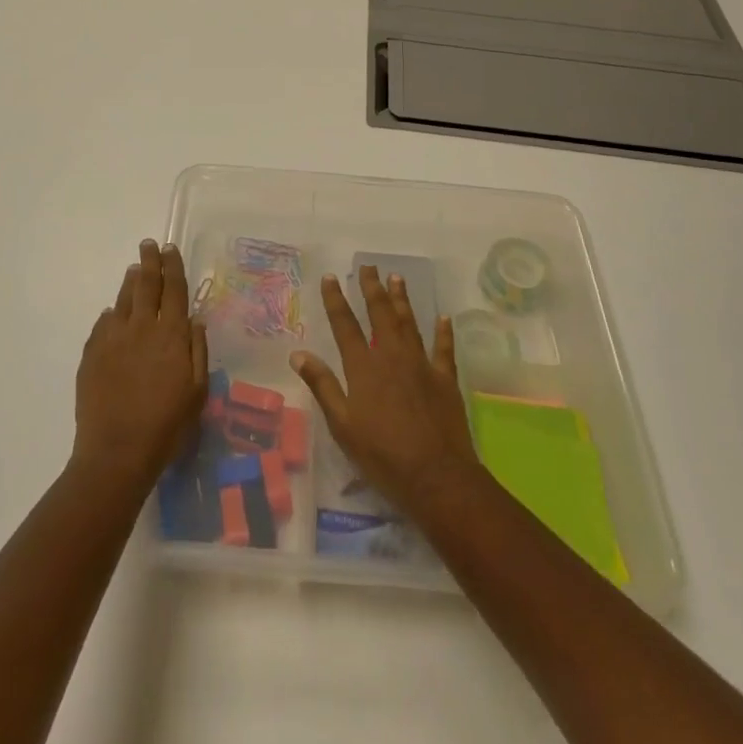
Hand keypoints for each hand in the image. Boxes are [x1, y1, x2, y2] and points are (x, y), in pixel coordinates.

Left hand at [72, 239, 207, 493]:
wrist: (116, 453)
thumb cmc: (166, 426)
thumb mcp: (197, 392)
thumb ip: (197, 351)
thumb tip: (193, 320)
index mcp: (171, 335)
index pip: (173, 289)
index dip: (173, 266)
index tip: (170, 248)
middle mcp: (141, 328)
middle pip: (146, 285)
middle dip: (149, 262)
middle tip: (149, 245)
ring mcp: (113, 339)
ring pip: (123, 300)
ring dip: (130, 281)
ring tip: (134, 269)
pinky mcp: (91, 354)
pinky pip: (103, 323)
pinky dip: (112, 313)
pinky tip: (113, 313)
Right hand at [290, 265, 480, 517]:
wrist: (436, 477)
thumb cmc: (382, 455)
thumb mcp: (342, 425)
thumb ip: (322, 386)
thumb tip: (298, 354)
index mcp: (363, 367)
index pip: (345, 325)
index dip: (336, 300)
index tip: (331, 277)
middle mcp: (391, 356)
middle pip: (380, 314)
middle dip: (372, 288)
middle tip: (368, 266)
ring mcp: (421, 364)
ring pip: (409, 323)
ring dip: (402, 299)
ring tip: (397, 278)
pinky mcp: (445, 378)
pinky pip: (444, 348)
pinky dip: (443, 331)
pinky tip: (443, 317)